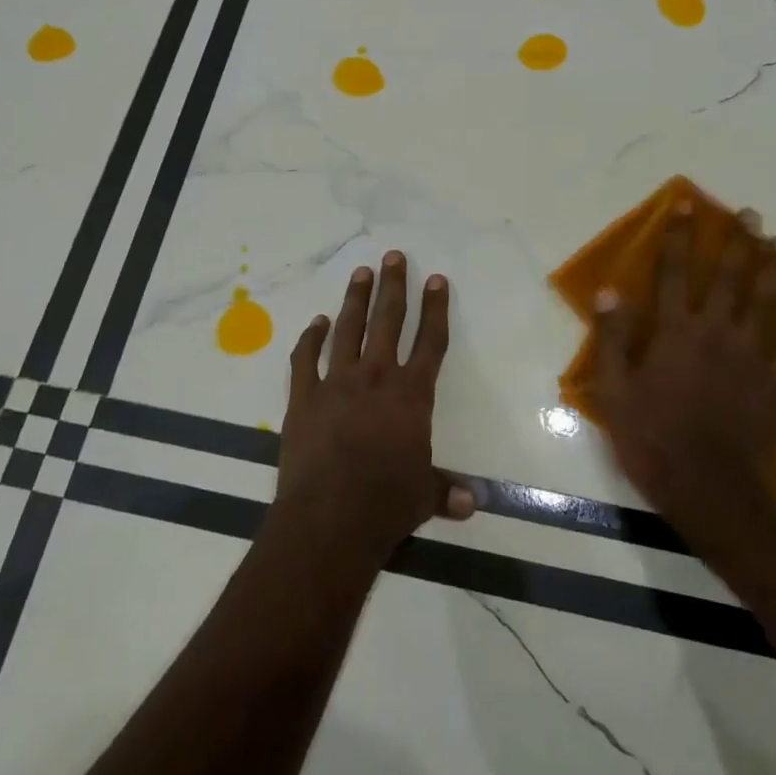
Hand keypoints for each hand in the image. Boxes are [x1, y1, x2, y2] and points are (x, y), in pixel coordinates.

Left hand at [273, 252, 475, 568]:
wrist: (329, 519)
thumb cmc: (385, 506)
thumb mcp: (423, 498)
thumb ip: (444, 491)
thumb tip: (472, 502)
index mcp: (411, 395)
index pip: (430, 342)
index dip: (435, 309)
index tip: (436, 279)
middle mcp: (375, 378)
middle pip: (388, 321)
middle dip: (393, 286)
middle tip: (393, 255)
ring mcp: (336, 383)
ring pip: (348, 329)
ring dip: (356, 299)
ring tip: (361, 272)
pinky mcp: (303, 397)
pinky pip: (305, 359)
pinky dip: (311, 338)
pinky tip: (317, 323)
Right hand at [592, 203, 775, 524]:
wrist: (711, 491)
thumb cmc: (654, 440)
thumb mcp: (615, 391)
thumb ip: (612, 338)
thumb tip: (609, 291)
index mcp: (675, 332)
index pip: (673, 272)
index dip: (678, 237)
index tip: (687, 206)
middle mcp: (716, 333)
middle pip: (729, 278)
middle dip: (738, 243)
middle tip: (750, 215)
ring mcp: (751, 357)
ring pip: (768, 303)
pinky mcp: (775, 383)